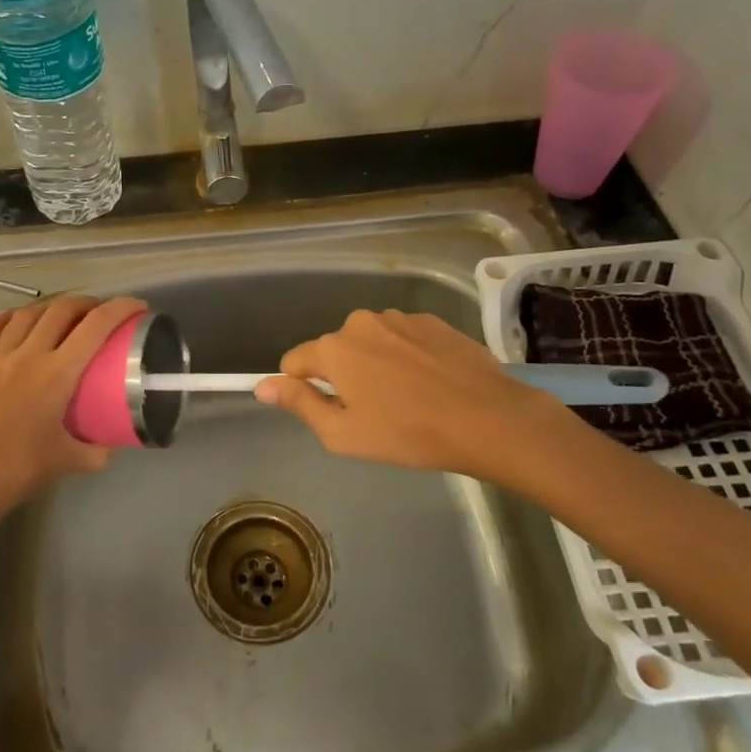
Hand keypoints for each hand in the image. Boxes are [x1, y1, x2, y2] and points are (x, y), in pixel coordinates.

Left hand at [0, 294, 147, 533]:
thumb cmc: (18, 473)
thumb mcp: (70, 463)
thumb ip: (98, 452)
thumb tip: (114, 444)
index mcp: (56, 374)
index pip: (96, 327)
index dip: (120, 309)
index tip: (136, 306)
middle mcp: (26, 356)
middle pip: (60, 310)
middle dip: (85, 303)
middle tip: (98, 313)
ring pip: (25, 315)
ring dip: (49, 308)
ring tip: (61, 316)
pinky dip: (8, 319)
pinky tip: (14, 321)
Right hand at [256, 309, 562, 479]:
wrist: (488, 419)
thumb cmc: (408, 434)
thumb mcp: (343, 434)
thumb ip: (299, 404)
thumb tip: (262, 386)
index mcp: (334, 348)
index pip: (294, 361)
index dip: (304, 389)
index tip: (330, 412)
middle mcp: (360, 322)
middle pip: (334, 350)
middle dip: (343, 376)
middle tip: (373, 412)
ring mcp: (399, 318)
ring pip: (369, 342)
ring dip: (376, 364)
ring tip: (407, 398)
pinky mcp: (432, 321)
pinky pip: (402, 338)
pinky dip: (406, 357)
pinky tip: (431, 383)